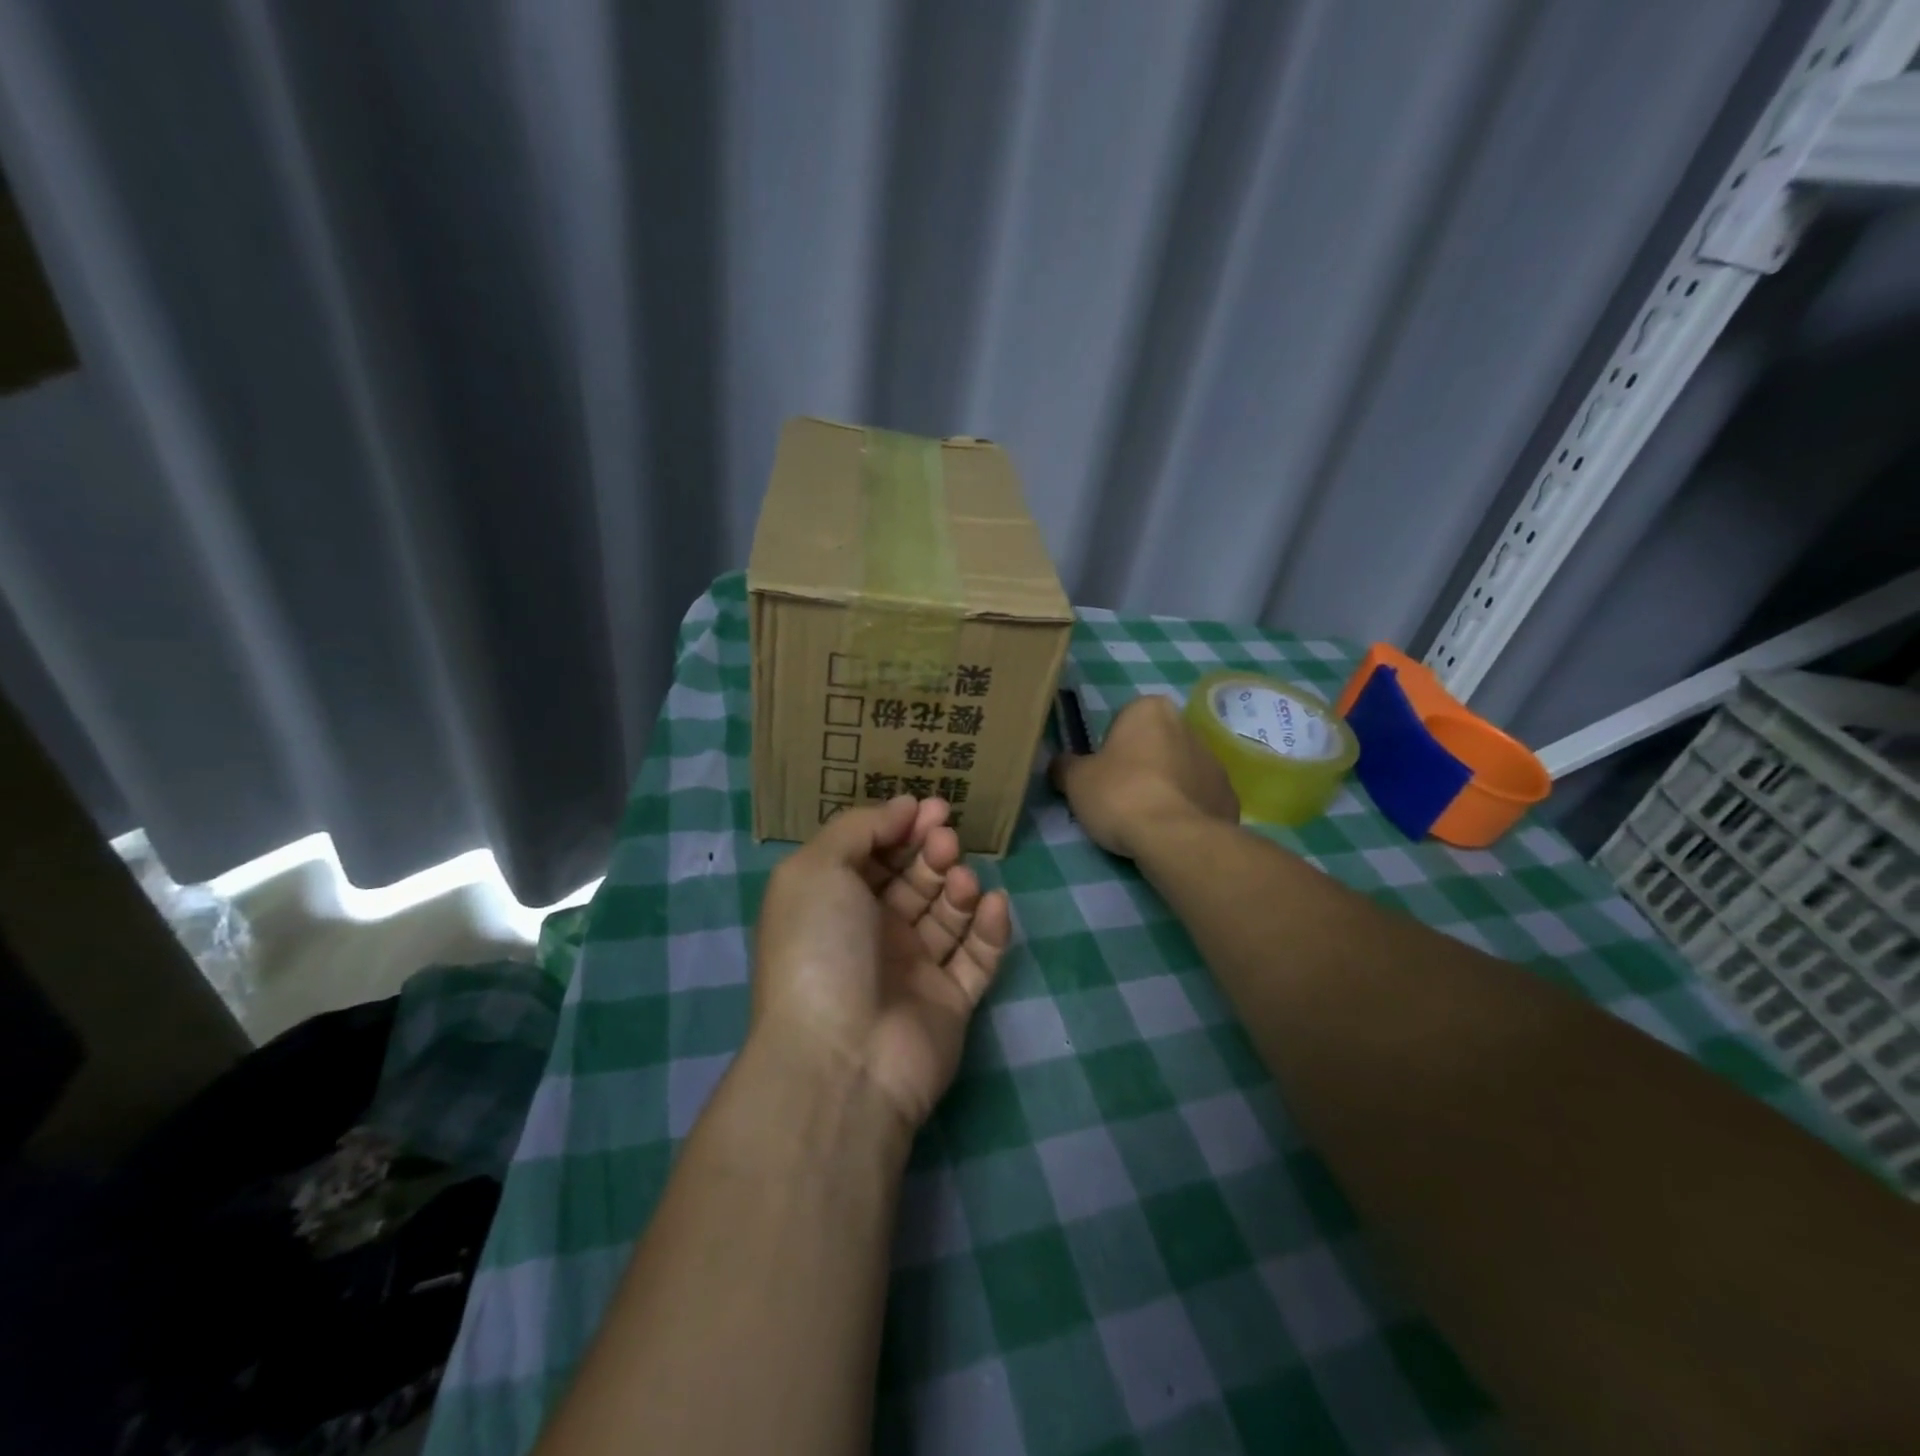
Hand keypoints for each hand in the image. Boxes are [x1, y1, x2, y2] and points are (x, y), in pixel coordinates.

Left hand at [752, 796, 1012, 1132]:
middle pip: (914, 878)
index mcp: (834, 903)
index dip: (901, 826)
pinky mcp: (950, 1000)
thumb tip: (903, 807)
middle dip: (933, 851)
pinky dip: (989, 928)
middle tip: (946, 840)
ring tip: (960, 879)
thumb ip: (859, 827)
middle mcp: (872, 932)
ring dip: (959, 886)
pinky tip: (992, 905)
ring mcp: (913, 968)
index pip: (874, 853)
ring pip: (947, 912)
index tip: (930, 806)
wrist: (842, 1057)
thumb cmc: (820, 948)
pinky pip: (977, 956)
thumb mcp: (818, 869)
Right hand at [1050, 694, 1238, 858]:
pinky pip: (1198, 798)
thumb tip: (1060, 765)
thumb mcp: (1075, 780)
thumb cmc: (1121, 795)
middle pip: (1154, 744)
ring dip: (1164, 786)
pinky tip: (1169, 831)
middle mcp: (1187, 725)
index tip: (1102, 774)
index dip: (1108, 748)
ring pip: (1178, 770)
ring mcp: (1214, 761)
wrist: (1176, 838)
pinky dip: (1185, 809)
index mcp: (1150, 709)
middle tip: (1119, 797)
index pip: (1122, 721)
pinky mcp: (1228, 795)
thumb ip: (1065, 766)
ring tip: (1145, 819)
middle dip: (1140, 765)